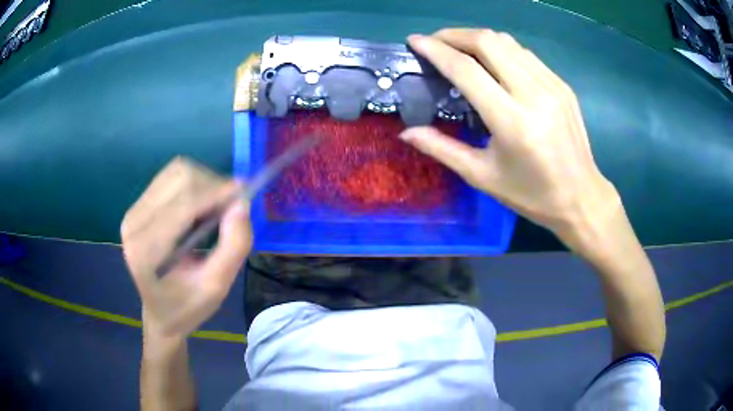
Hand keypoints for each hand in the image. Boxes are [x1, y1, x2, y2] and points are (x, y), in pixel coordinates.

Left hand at [121, 157, 251, 337]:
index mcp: (147, 251)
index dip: (216, 192)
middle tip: (231, 206)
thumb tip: (242, 204)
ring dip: (203, 182)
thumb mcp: (216, 288)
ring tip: (216, 207)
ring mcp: (132, 212)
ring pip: (176, 172)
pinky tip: (200, 205)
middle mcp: (134, 224)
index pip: (184, 204)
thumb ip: (233, 247)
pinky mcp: (137, 206)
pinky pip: (170, 178)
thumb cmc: (188, 307)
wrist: (160, 313)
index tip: (245, 193)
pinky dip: (193, 184)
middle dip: (212, 185)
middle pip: (179, 178)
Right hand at [401, 29, 618, 247]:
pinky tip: (493, 62)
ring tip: (460, 49)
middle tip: (436, 42)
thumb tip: (407, 132)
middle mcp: (533, 95)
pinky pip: (525, 54)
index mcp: (512, 121)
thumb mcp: (483, 176)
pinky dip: (501, 49)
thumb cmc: (531, 194)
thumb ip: (442, 148)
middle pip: (488, 42)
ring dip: (477, 38)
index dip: (436, 50)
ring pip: (508, 42)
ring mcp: (552, 86)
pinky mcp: (562, 85)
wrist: (581, 198)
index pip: (466, 70)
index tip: (414, 41)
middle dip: (455, 35)